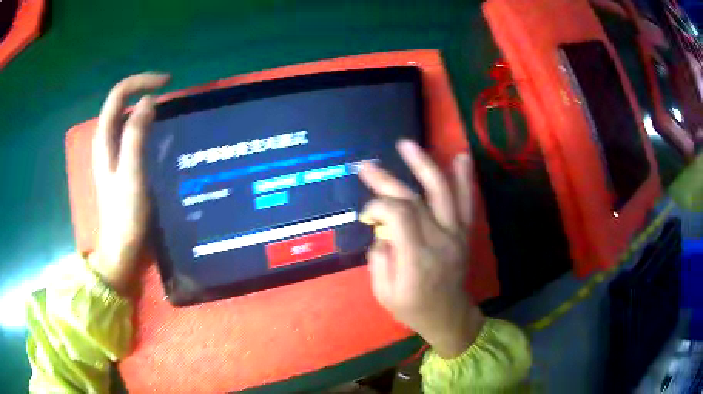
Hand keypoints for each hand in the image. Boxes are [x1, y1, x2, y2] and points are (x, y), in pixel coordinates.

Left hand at [91, 73, 169, 294]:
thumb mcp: (131, 173)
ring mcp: (113, 153)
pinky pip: (132, 134)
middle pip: (121, 102)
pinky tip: (159, 134)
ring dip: (145, 107)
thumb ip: (136, 135)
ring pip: (126, 117)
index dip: (141, 82)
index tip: (167, 83)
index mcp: (105, 138)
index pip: (119, 95)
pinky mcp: (121, 164)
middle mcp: (106, 141)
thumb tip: (148, 101)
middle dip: (144, 90)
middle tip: (170, 95)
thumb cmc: (125, 213)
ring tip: (168, 111)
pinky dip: (146, 125)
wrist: (121, 247)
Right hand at [358, 140, 484, 357]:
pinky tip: (461, 156)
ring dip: (423, 165)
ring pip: (441, 192)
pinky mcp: (464, 233)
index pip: (398, 215)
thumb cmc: (412, 308)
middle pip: (414, 200)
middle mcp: (439, 241)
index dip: (377, 206)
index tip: (366, 215)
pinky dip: (464, 178)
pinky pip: (466, 202)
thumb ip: (379, 258)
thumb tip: (381, 228)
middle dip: (386, 180)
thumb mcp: (383, 293)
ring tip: (406, 144)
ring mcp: (455, 234)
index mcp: (416, 259)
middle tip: (366, 166)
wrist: (449, 315)